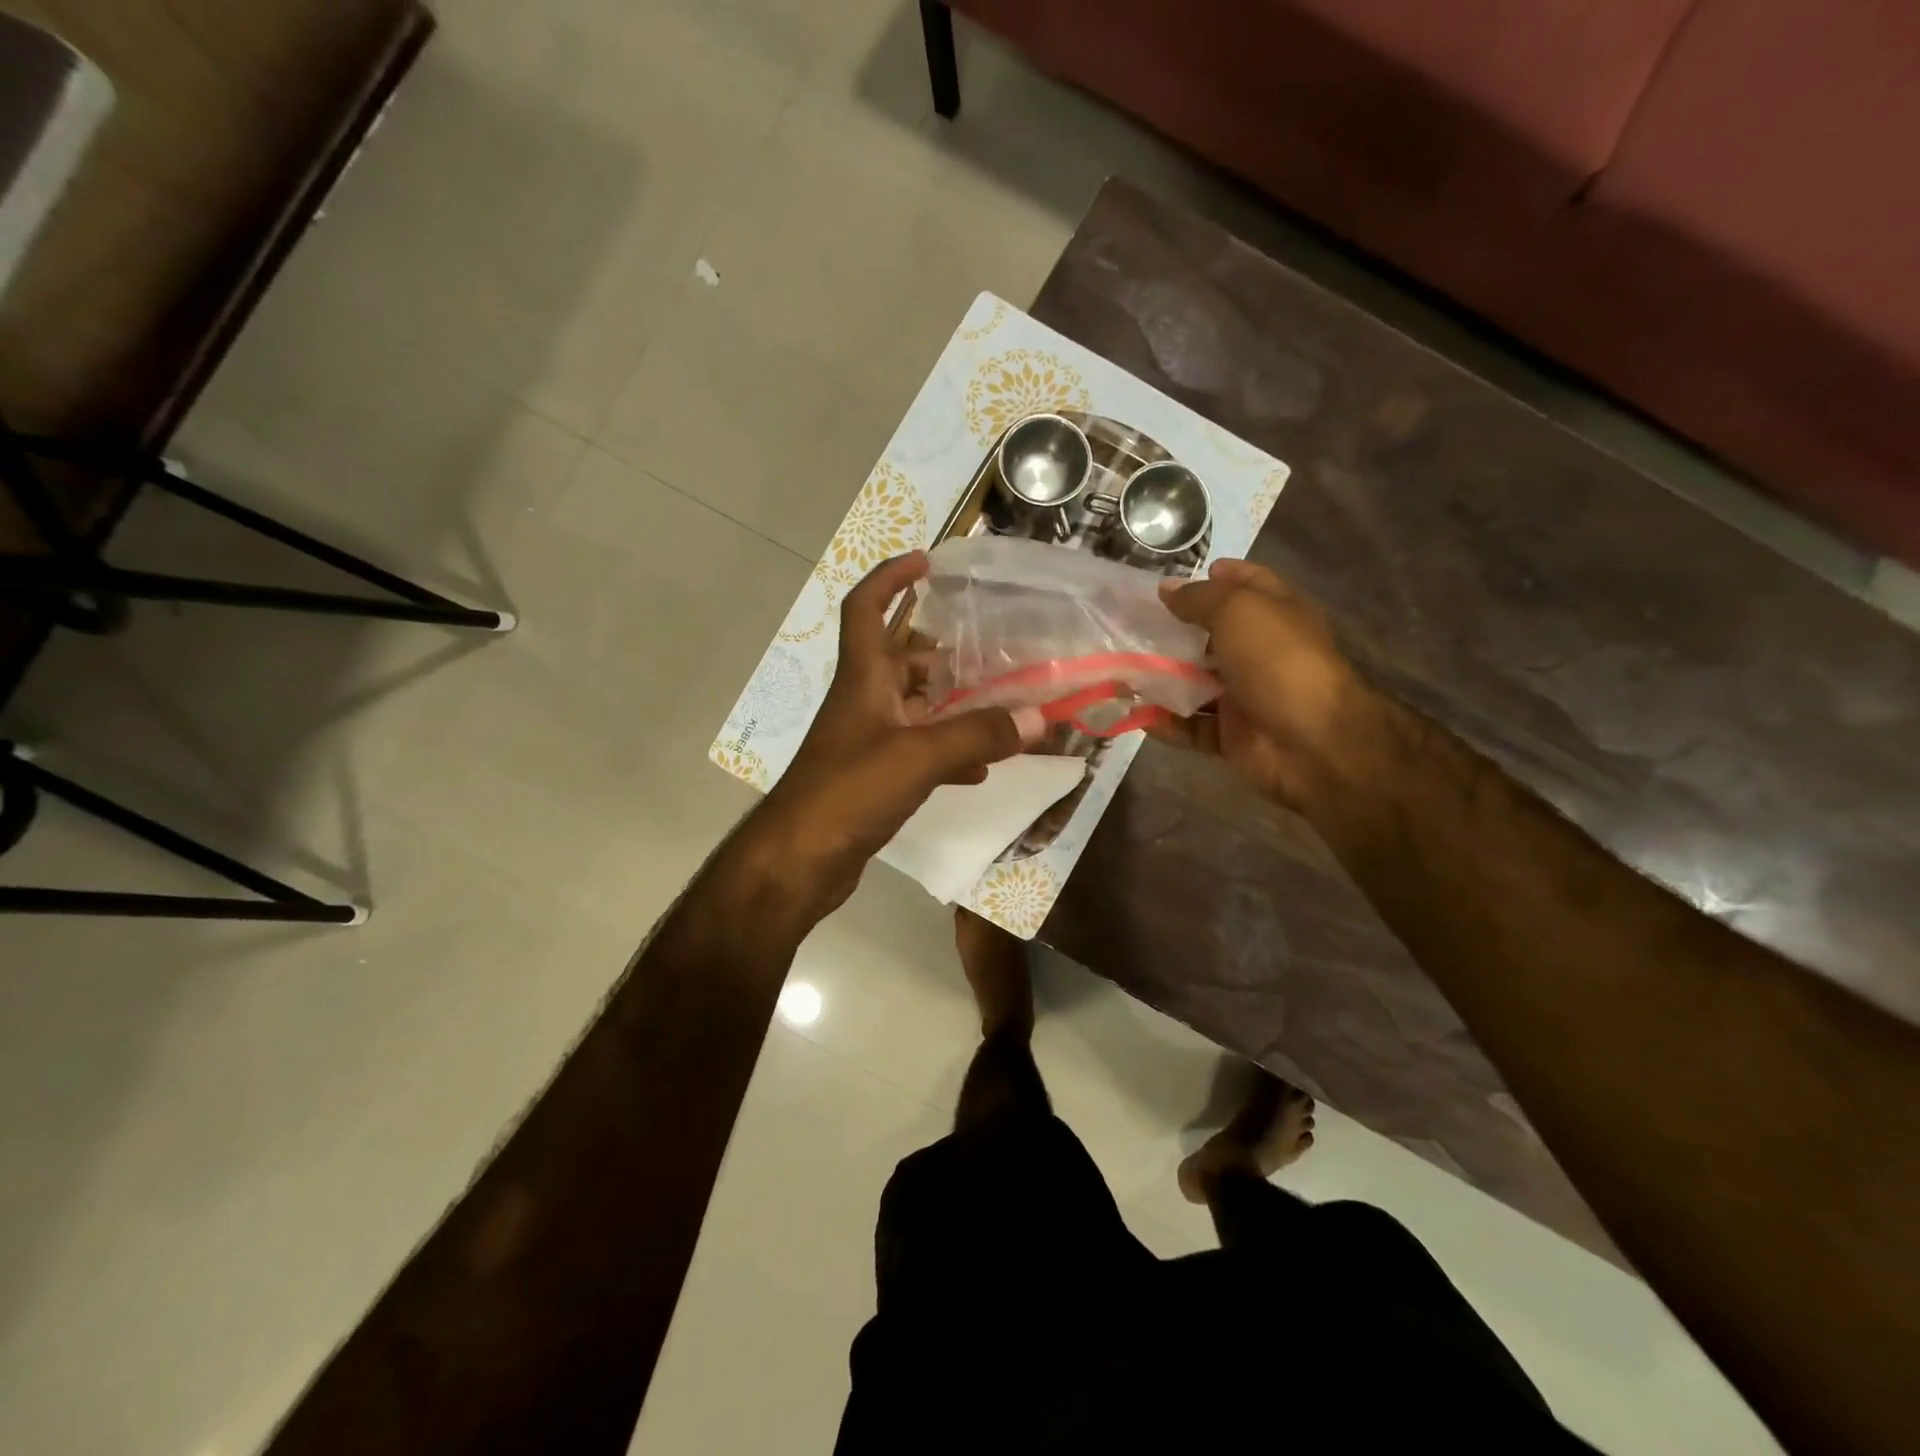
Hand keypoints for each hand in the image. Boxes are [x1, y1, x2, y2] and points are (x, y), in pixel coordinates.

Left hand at [758, 552, 1043, 911]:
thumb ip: (978, 734)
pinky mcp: (874, 778)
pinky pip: (919, 752)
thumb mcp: (918, 756)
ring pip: (915, 707)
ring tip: (1000, 703)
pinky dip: (949, 753)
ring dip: (952, 703)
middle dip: (943, 649)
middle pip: (901, 658)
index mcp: (864, 678)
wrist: (799, 861)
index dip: (890, 577)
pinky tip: (982, 768)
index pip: (866, 608)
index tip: (926, 561)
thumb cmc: (849, 792)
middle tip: (992, 649)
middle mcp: (864, 701)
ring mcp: (868, 741)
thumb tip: (1039, 716)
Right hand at [1151, 559, 1364, 808]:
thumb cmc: (1278, 661)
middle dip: (1172, 630)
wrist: (1311, 743)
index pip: (1247, 585)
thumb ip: (1199, 598)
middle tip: (1128, 624)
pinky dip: (1163, 721)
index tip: (1175, 580)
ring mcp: (1245, 696)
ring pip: (1194, 683)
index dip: (1217, 576)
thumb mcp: (1238, 612)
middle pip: (1211, 635)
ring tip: (1117, 668)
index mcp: (1276, 615)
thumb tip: (1166, 588)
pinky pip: (1189, 726)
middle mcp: (1260, 652)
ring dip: (1159, 678)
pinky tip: (1132, 710)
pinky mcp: (1230, 734)